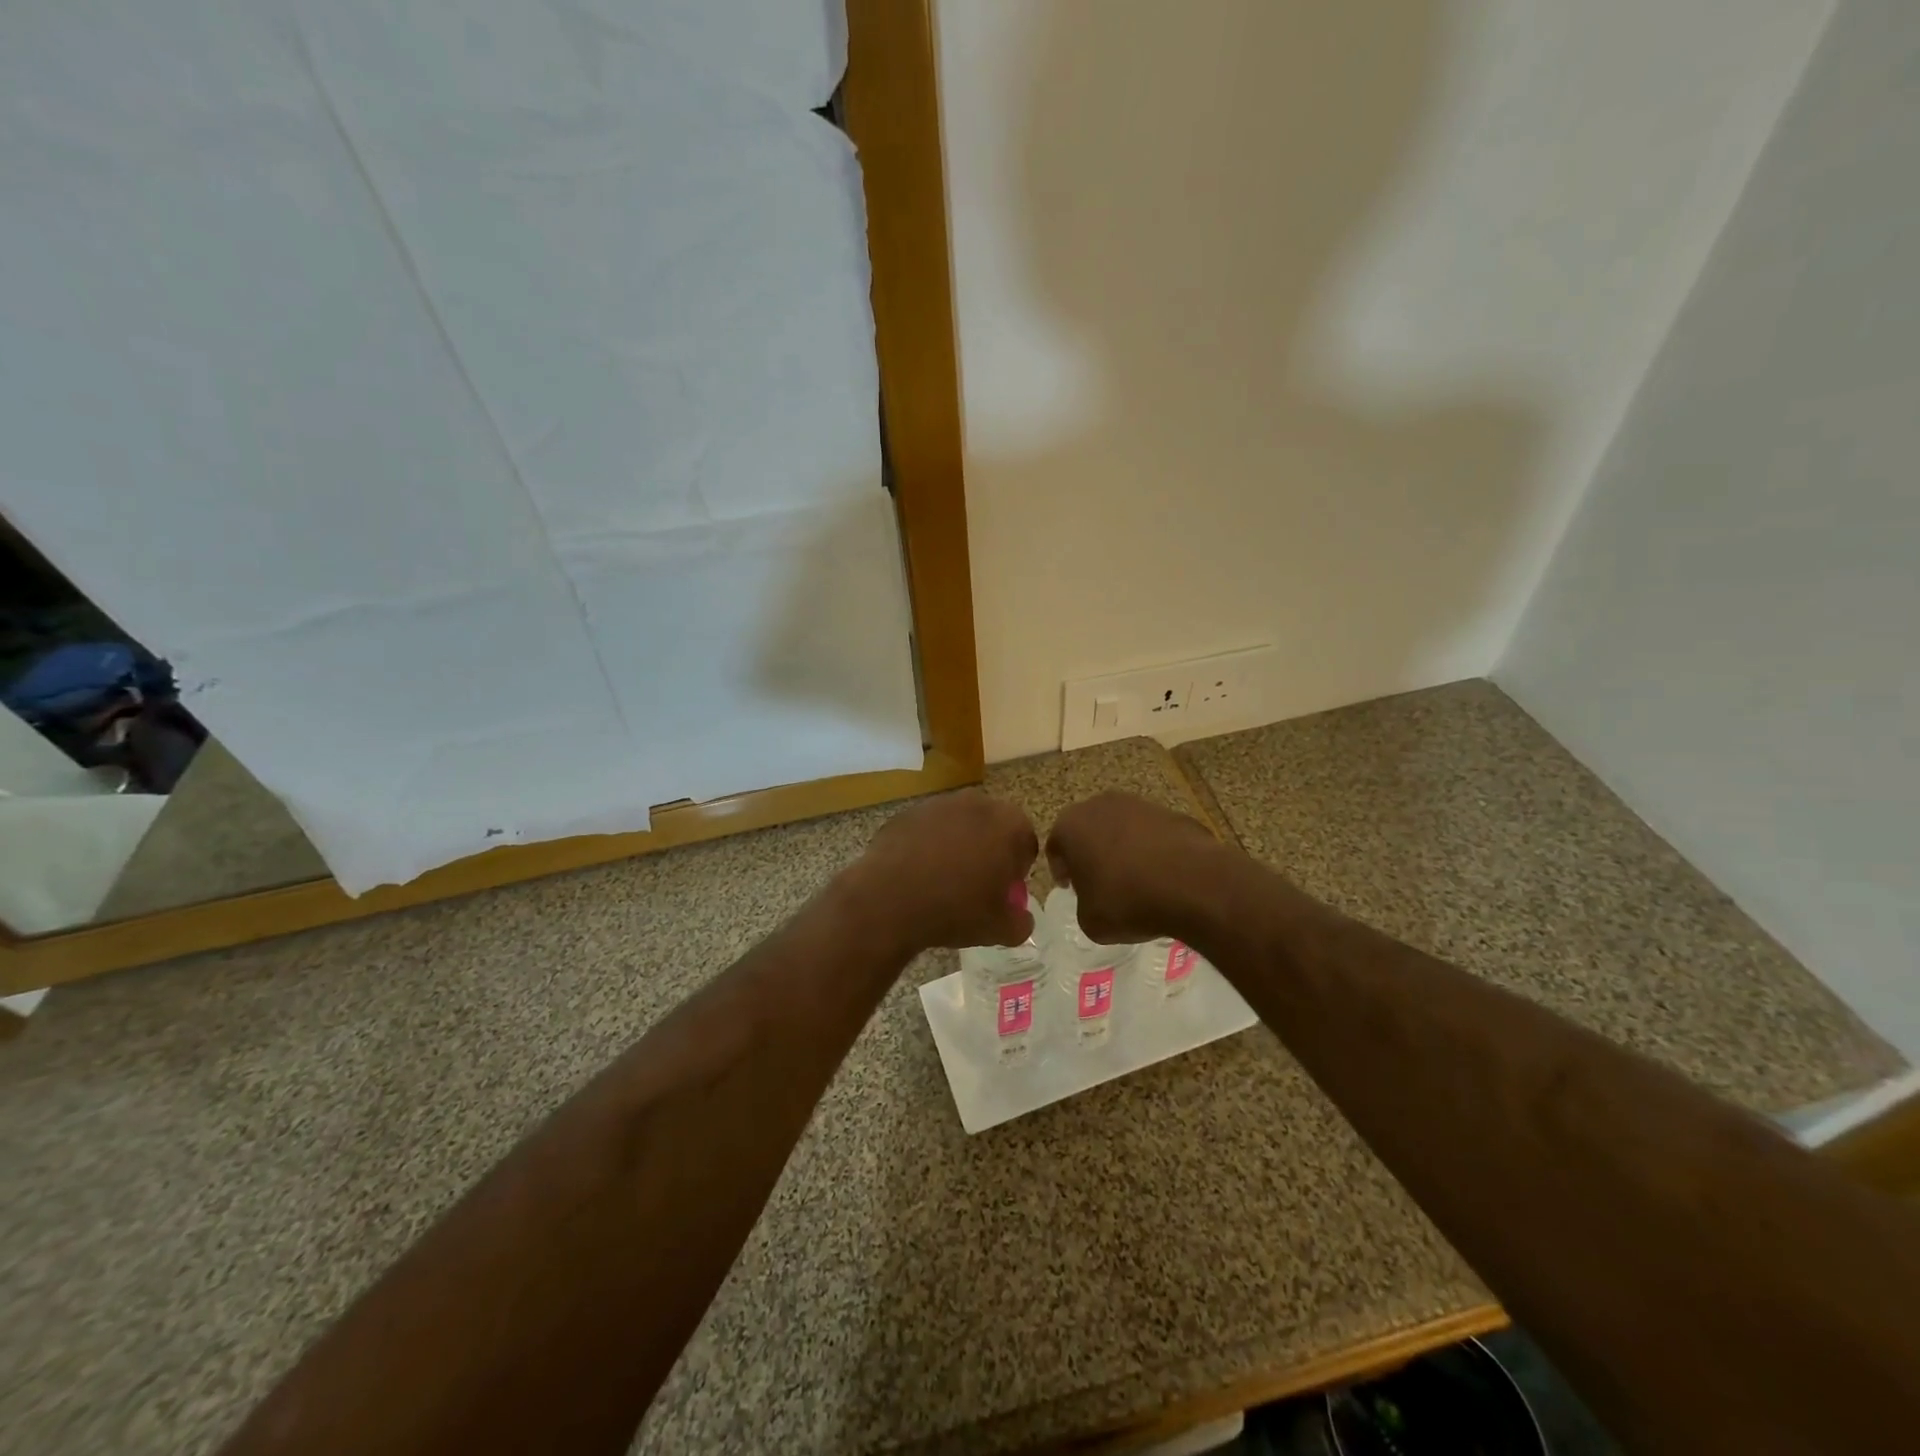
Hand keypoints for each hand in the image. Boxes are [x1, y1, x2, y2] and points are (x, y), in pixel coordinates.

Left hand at [852, 790, 1038, 952]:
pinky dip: (928, 846)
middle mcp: (977, 803)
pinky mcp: (908, 812)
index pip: (1026, 842)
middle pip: (992, 827)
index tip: (1003, 891)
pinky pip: (928, 830)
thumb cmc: (955, 909)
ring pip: (959, 825)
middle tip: (976, 884)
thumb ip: (1021, 922)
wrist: (889, 900)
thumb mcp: (1000, 929)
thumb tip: (1020, 918)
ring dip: (958, 845)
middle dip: (989, 851)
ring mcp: (939, 804)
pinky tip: (918, 873)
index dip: (1017, 869)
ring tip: (943, 880)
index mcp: (1008, 824)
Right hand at [1045, 792, 1217, 942]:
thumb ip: (1084, 903)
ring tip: (1136, 880)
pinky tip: (1163, 876)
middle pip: (1088, 829)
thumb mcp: (1089, 921)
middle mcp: (1100, 805)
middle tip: (1100, 882)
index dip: (1061, 869)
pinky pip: (1153, 834)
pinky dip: (1153, 850)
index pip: (1056, 846)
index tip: (1071, 888)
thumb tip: (1096, 897)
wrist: (1191, 884)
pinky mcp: (1172, 813)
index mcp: (1071, 825)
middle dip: (1091, 853)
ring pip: (1121, 827)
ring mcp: (1139, 804)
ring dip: (1123, 848)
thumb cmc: (1126, 901)